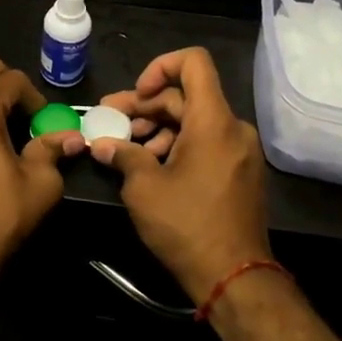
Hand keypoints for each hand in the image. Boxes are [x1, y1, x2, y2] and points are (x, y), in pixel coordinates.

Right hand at [91, 48, 268, 303]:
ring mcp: (240, 151)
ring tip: (126, 147)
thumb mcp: (143, 187)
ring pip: (194, 121)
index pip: (193, 62)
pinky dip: (177, 144)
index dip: (159, 67)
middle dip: (145, 105)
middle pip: (186, 95)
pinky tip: (151, 166)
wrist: (235, 278)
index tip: (136, 95)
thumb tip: (102, 144)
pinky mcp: (239, 172)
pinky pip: (206, 142)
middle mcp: (232, 127)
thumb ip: (122, 154)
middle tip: (110, 120)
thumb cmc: (187, 225)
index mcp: (213, 121)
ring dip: (158, 127)